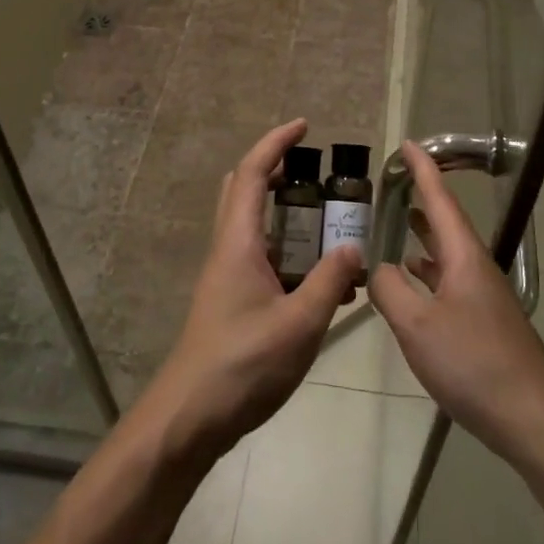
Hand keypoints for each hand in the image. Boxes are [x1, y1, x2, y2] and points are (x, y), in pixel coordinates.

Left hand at [140, 120, 364, 463]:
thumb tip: (353, 246)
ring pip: (253, 225)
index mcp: (239, 243)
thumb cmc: (242, 366)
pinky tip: (323, 281)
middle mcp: (228, 250)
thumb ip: (331, 281)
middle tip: (316, 172)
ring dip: (286, 213)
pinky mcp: (231, 301)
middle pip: (245, 190)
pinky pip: (262, 258)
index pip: (254, 173)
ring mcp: (226, 276)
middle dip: (277, 170)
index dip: (277, 143)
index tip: (305, 126)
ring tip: (330, 223)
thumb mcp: (300, 323)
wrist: (189, 418)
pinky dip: (289, 251)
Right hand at [367, 141, 543, 464]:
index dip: (423, 170)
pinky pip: (450, 281)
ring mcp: (483, 296)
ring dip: (425, 235)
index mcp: (463, 257)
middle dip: (424, 199)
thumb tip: (376, 268)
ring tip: (401, 222)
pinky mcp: (484, 321)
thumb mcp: (417, 325)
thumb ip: (389, 291)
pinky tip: (414, 281)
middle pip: (447, 223)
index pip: (440, 200)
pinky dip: (428, 271)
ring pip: (448, 253)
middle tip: (397, 182)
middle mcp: (476, 268)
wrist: (530, 415)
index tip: (408, 143)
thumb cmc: (472, 362)